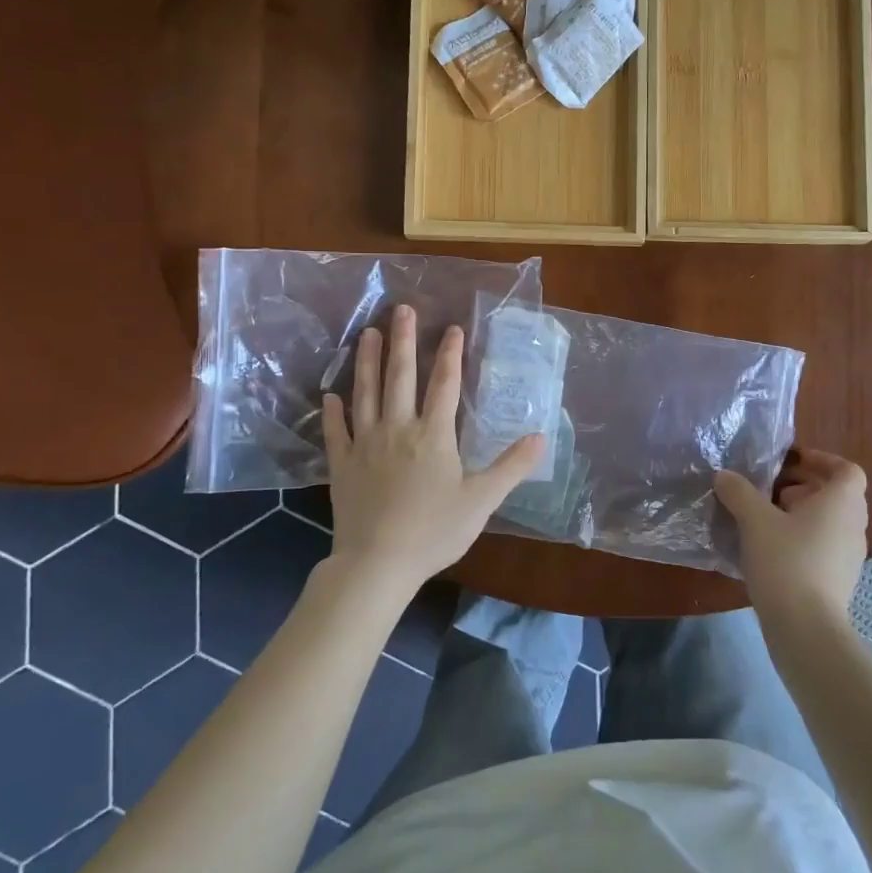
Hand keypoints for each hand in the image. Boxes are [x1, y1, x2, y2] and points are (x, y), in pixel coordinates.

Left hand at [322, 305, 545, 594]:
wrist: (378, 563)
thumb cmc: (434, 531)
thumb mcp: (482, 500)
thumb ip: (511, 466)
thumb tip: (541, 437)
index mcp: (433, 435)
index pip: (444, 384)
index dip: (450, 354)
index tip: (452, 328)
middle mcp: (397, 429)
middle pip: (400, 377)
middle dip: (403, 340)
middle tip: (401, 309)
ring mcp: (365, 444)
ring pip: (366, 393)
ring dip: (368, 361)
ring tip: (368, 334)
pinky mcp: (342, 465)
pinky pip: (335, 431)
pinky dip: (332, 412)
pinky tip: (330, 395)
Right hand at [714, 449, 868, 624]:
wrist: (806, 628)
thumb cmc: (786, 561)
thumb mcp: (755, 521)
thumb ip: (739, 493)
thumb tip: (724, 476)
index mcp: (842, 503)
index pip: (847, 470)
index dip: (822, 460)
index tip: (792, 462)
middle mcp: (854, 525)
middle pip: (837, 495)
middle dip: (805, 487)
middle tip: (772, 491)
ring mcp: (851, 556)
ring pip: (830, 522)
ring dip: (803, 514)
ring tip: (767, 520)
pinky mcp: (841, 580)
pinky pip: (825, 546)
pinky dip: (804, 540)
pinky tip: (772, 551)